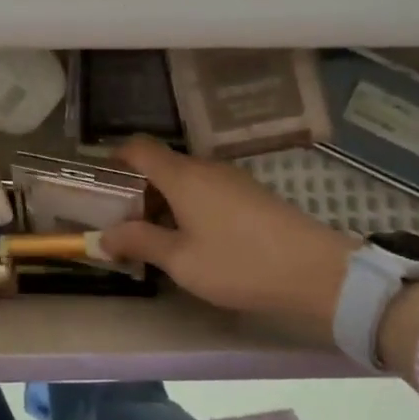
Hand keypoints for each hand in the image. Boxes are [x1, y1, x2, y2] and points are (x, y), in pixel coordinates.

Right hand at [100, 138, 360, 328]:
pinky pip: (207, 189)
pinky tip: (194, 238)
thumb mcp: (182, 261)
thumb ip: (140, 243)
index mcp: (182, 176)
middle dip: (138, 188)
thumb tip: (103, 236)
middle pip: (161, 164)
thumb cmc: (240, 264)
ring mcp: (231, 178)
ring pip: (185, 178)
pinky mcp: (251, 193)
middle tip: (125, 221)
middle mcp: (204, 167)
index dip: (115, 159)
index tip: (101, 185)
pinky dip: (190, 204)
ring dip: (165, 199)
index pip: (138, 148)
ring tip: (157, 235)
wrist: (317, 272)